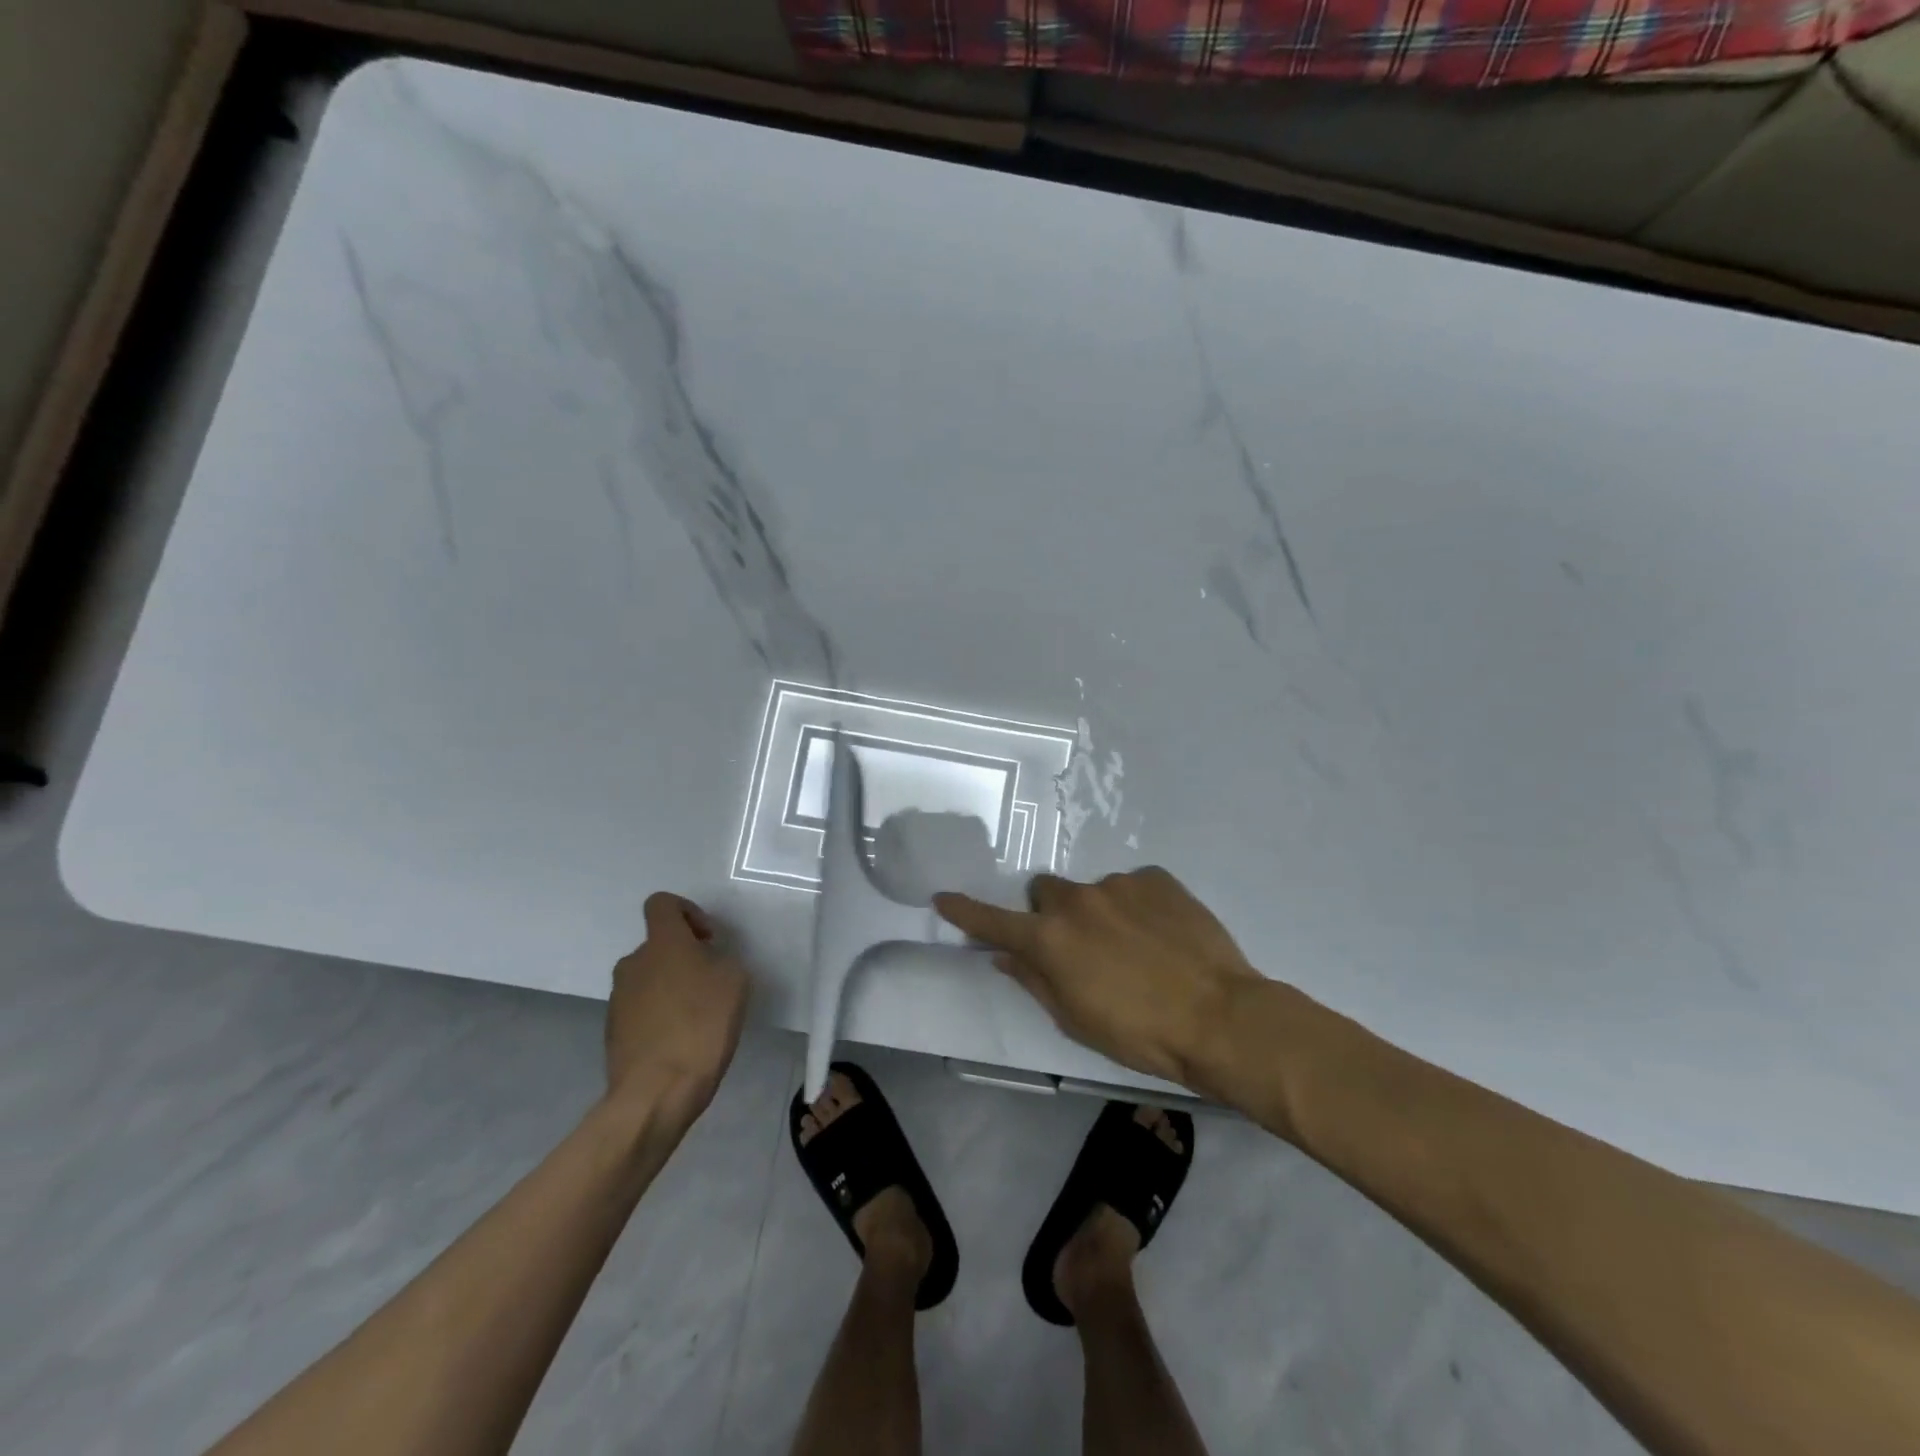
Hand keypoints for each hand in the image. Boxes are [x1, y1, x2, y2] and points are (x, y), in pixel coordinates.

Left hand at [605, 893, 749, 1129]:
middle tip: (711, 984)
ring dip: (671, 987)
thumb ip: (720, 960)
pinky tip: (680, 1041)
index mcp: (662, 943)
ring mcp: (618, 998)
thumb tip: (705, 963)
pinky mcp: (613, 1030)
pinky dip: (659, 1015)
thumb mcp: (735, 981)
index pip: (662, 904)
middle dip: (684, 957)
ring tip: (698, 1017)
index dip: (687, 912)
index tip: (708, 939)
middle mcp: (634, 963)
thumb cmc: (702, 1025)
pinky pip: (641, 1009)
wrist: (656, 1092)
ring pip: (649, 978)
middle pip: (658, 946)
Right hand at [933, 866, 1262, 1087]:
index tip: (943, 898)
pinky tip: (1162, 936)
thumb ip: (1034, 980)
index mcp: (1050, 939)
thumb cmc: (1140, 1034)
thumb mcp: (1076, 1019)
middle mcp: (1076, 901)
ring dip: (1100, 913)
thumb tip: (1005, 955)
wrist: (1221, 1017)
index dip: (966, 911)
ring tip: (1136, 948)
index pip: (994, 922)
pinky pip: (1133, 887)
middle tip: (1078, 946)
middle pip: (1045, 893)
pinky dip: (1137, 907)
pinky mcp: (1157, 878)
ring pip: (1092, 892)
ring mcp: (1119, 884)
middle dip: (1052, 913)